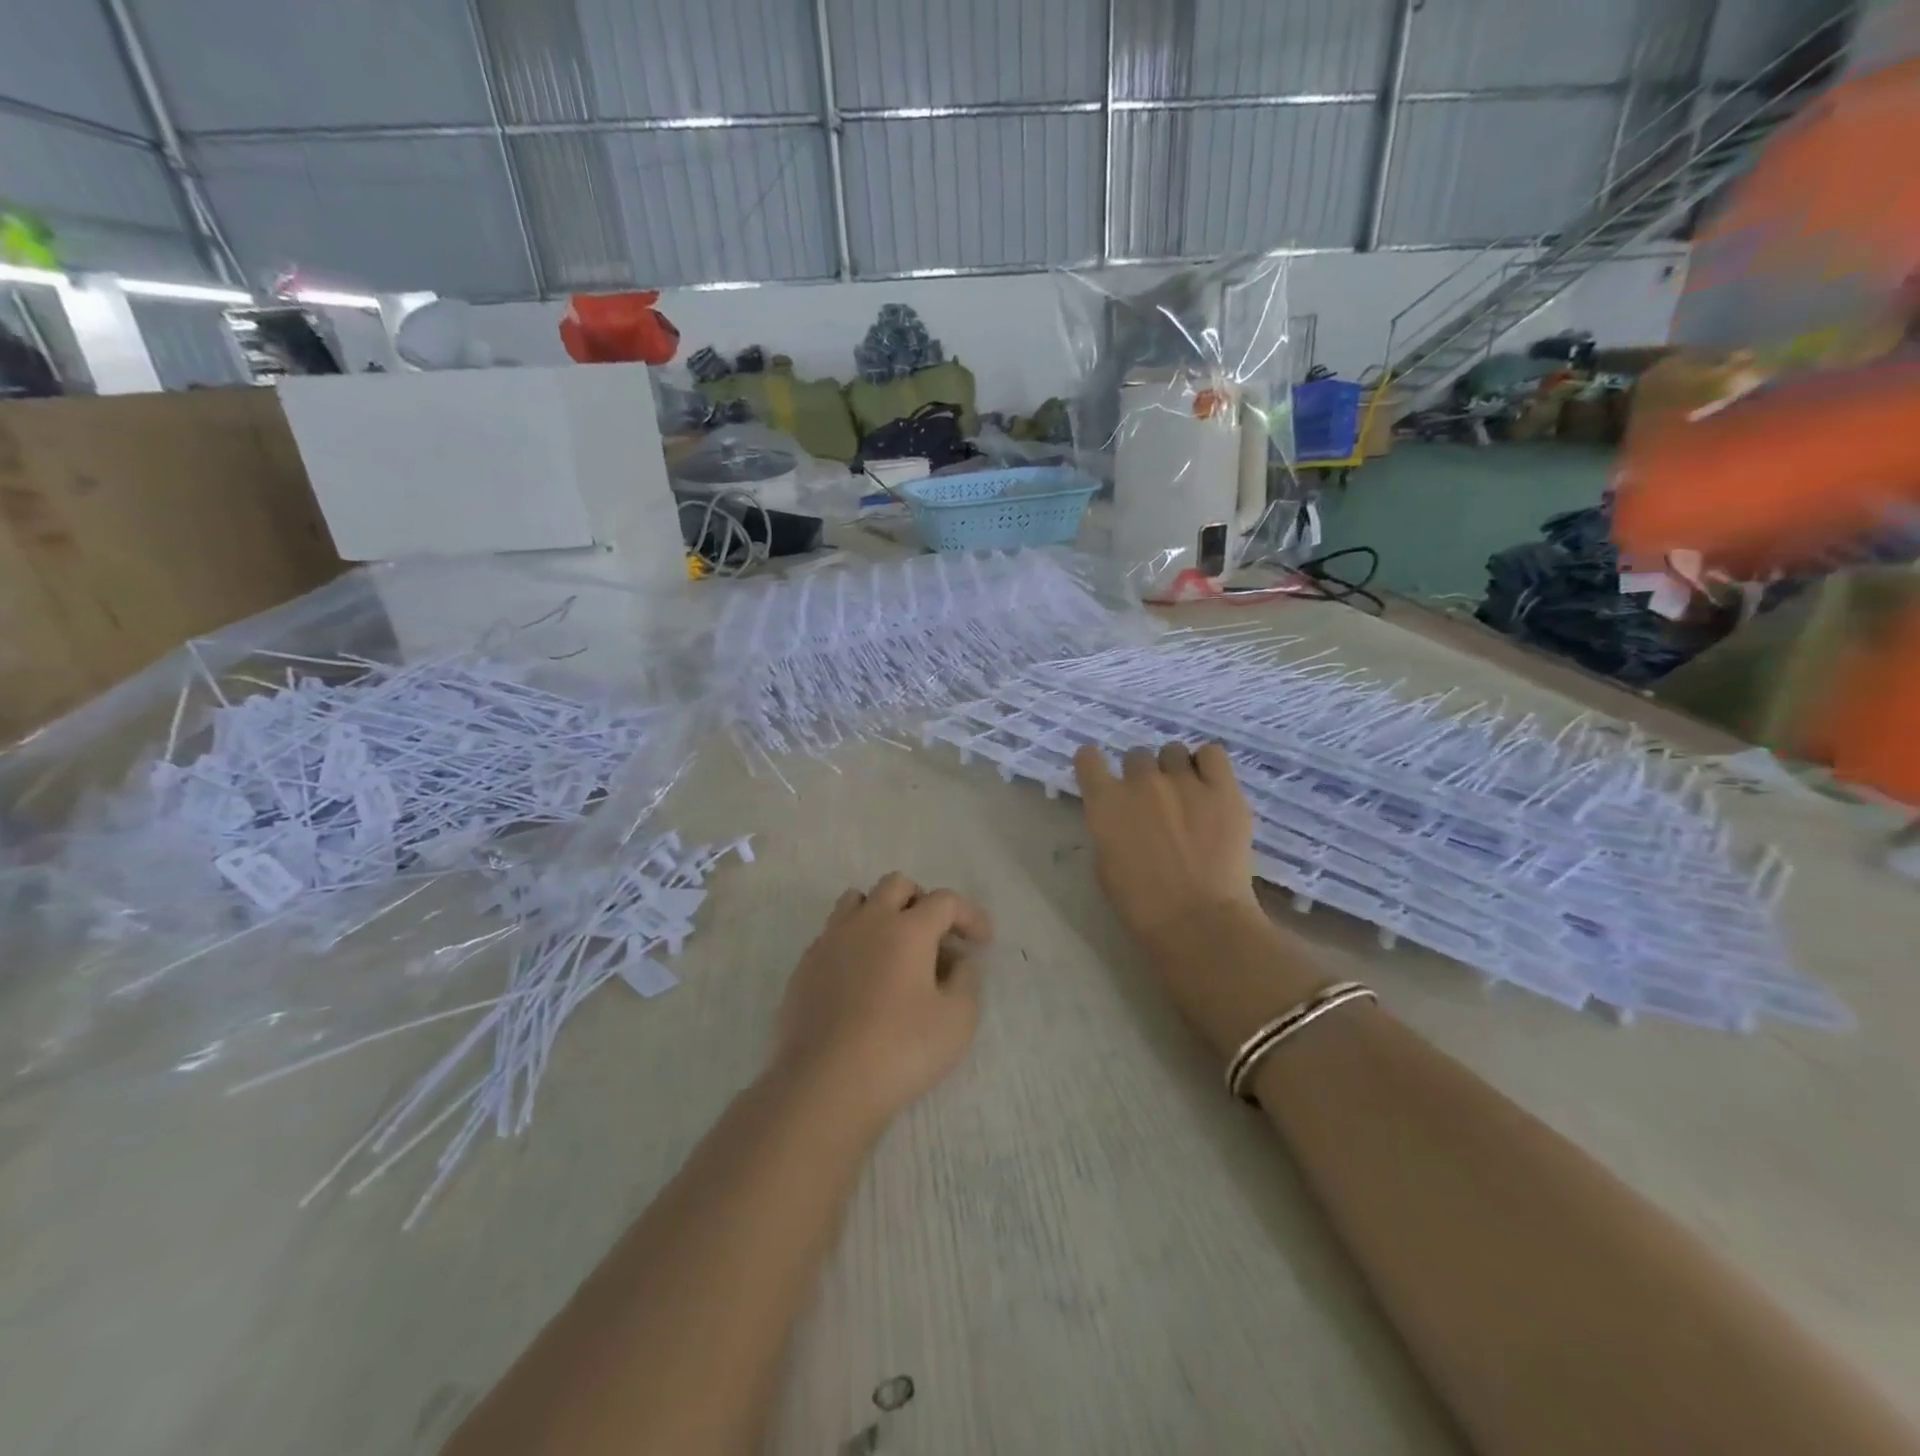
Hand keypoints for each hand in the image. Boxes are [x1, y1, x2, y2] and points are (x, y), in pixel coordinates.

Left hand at [770, 873, 994, 1133]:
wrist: (824, 1084)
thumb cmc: (900, 1049)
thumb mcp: (957, 1020)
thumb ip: (966, 980)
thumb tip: (959, 961)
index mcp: (908, 928)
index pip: (945, 901)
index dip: (970, 915)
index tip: (982, 942)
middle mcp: (868, 921)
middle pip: (897, 885)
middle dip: (923, 902)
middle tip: (936, 937)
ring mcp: (831, 940)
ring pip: (857, 900)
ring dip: (882, 912)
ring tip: (894, 948)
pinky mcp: (805, 965)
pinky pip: (833, 933)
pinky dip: (854, 941)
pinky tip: (862, 977)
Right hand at [1073, 742, 1260, 950]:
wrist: (1197, 921)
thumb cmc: (1141, 904)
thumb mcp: (1106, 864)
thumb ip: (1108, 829)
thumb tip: (1120, 817)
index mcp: (1105, 802)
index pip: (1088, 758)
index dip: (1095, 765)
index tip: (1103, 777)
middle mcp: (1140, 781)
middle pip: (1136, 756)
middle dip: (1142, 775)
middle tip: (1154, 802)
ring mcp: (1183, 780)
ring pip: (1174, 751)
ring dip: (1175, 769)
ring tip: (1188, 795)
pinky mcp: (1222, 788)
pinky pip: (1212, 753)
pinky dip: (1208, 764)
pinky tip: (1211, 785)